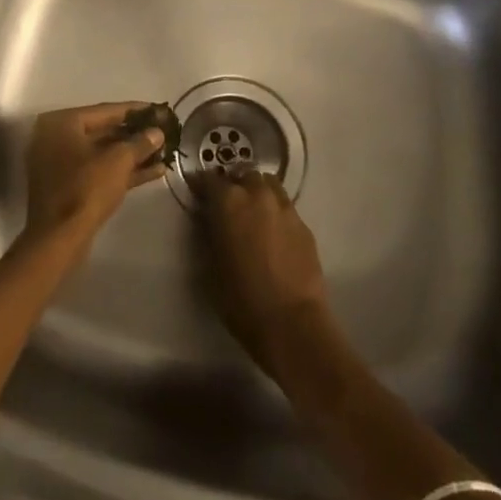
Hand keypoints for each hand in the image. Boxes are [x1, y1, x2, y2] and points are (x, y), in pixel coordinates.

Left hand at [21, 102, 166, 255]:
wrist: (60, 238)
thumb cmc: (87, 188)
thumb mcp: (118, 161)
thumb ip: (140, 142)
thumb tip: (157, 133)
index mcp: (62, 123)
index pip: (105, 110)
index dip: (136, 110)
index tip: (159, 110)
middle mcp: (57, 138)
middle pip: (104, 131)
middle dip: (136, 134)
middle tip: (163, 131)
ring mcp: (62, 164)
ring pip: (104, 153)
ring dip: (133, 154)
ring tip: (164, 151)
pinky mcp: (69, 186)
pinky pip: (99, 171)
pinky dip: (124, 170)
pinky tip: (155, 171)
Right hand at [200, 170, 331, 378]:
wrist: (292, 323)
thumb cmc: (240, 299)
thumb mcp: (210, 265)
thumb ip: (209, 233)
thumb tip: (210, 220)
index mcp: (229, 202)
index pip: (209, 179)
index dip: (201, 184)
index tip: (196, 192)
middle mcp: (257, 195)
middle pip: (243, 176)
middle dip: (234, 185)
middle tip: (228, 204)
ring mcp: (285, 208)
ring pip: (269, 185)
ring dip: (257, 192)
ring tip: (253, 213)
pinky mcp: (304, 225)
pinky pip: (285, 207)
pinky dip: (275, 212)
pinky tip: (273, 234)